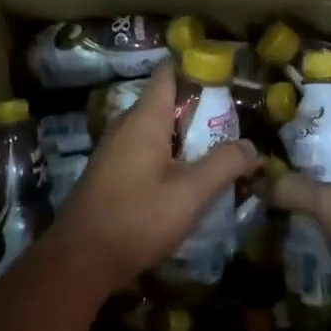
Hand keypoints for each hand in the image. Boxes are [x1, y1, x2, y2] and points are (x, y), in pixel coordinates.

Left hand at [42, 63, 257, 292]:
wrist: (79, 261)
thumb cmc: (136, 219)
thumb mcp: (190, 194)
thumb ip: (224, 165)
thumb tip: (252, 145)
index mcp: (144, 118)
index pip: (169, 73)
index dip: (198, 69)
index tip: (229, 80)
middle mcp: (126, 125)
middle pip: (166, 101)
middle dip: (200, 109)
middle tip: (234, 124)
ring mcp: (114, 149)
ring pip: (157, 130)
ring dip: (186, 137)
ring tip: (219, 152)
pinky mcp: (110, 173)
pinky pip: (146, 150)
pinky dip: (170, 156)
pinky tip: (187, 180)